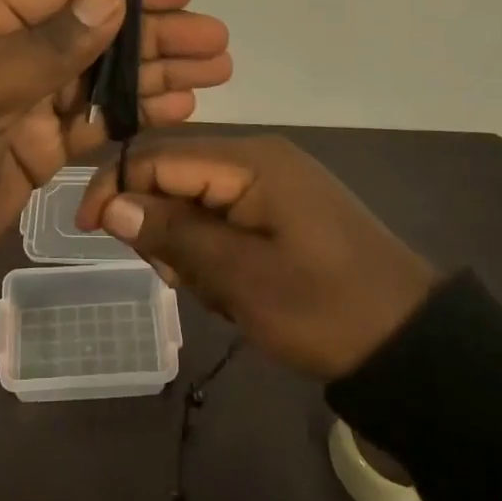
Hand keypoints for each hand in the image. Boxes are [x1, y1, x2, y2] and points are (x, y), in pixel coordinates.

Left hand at [0, 0, 230, 271]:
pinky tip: (179, 107)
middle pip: (92, 33)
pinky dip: (133, 114)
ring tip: (215, 70)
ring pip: (101, 78)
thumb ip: (49, 46)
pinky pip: (94, 122)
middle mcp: (5, 51)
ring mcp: (23, 101)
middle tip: (215, 39)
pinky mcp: (37, 147)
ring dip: (154, 73)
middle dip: (153, 35)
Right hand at [74, 136, 439, 378]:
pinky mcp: (282, 211)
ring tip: (219, 293)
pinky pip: (225, 219)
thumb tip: (110, 203)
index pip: (159, 155)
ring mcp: (274, 185)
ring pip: (197, 203)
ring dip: (191, 249)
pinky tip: (236, 291)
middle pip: (176, 176)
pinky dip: (216, 255)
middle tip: (179, 279)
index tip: (87, 230)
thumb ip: (173, 234)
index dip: (116, 185)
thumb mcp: (241, 277)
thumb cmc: (326, 309)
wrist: (414, 345)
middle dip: (162, 227)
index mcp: (251, 161)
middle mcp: (259, 159)